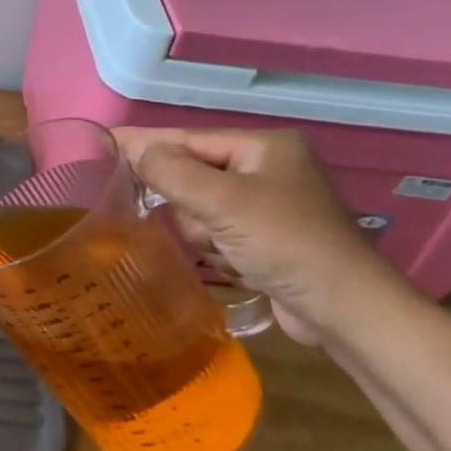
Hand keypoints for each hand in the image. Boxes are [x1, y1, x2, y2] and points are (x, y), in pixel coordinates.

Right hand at [114, 127, 399, 343]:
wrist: (345, 310)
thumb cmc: (286, 243)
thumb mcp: (223, 202)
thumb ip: (172, 172)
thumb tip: (135, 149)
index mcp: (264, 148)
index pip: (189, 140)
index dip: (146, 143)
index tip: (105, 140)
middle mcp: (266, 171)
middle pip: (192, 180)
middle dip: (193, 210)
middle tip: (211, 229)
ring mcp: (268, 208)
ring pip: (201, 214)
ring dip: (208, 238)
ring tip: (234, 254)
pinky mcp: (267, 242)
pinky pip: (218, 238)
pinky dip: (223, 255)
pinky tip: (244, 269)